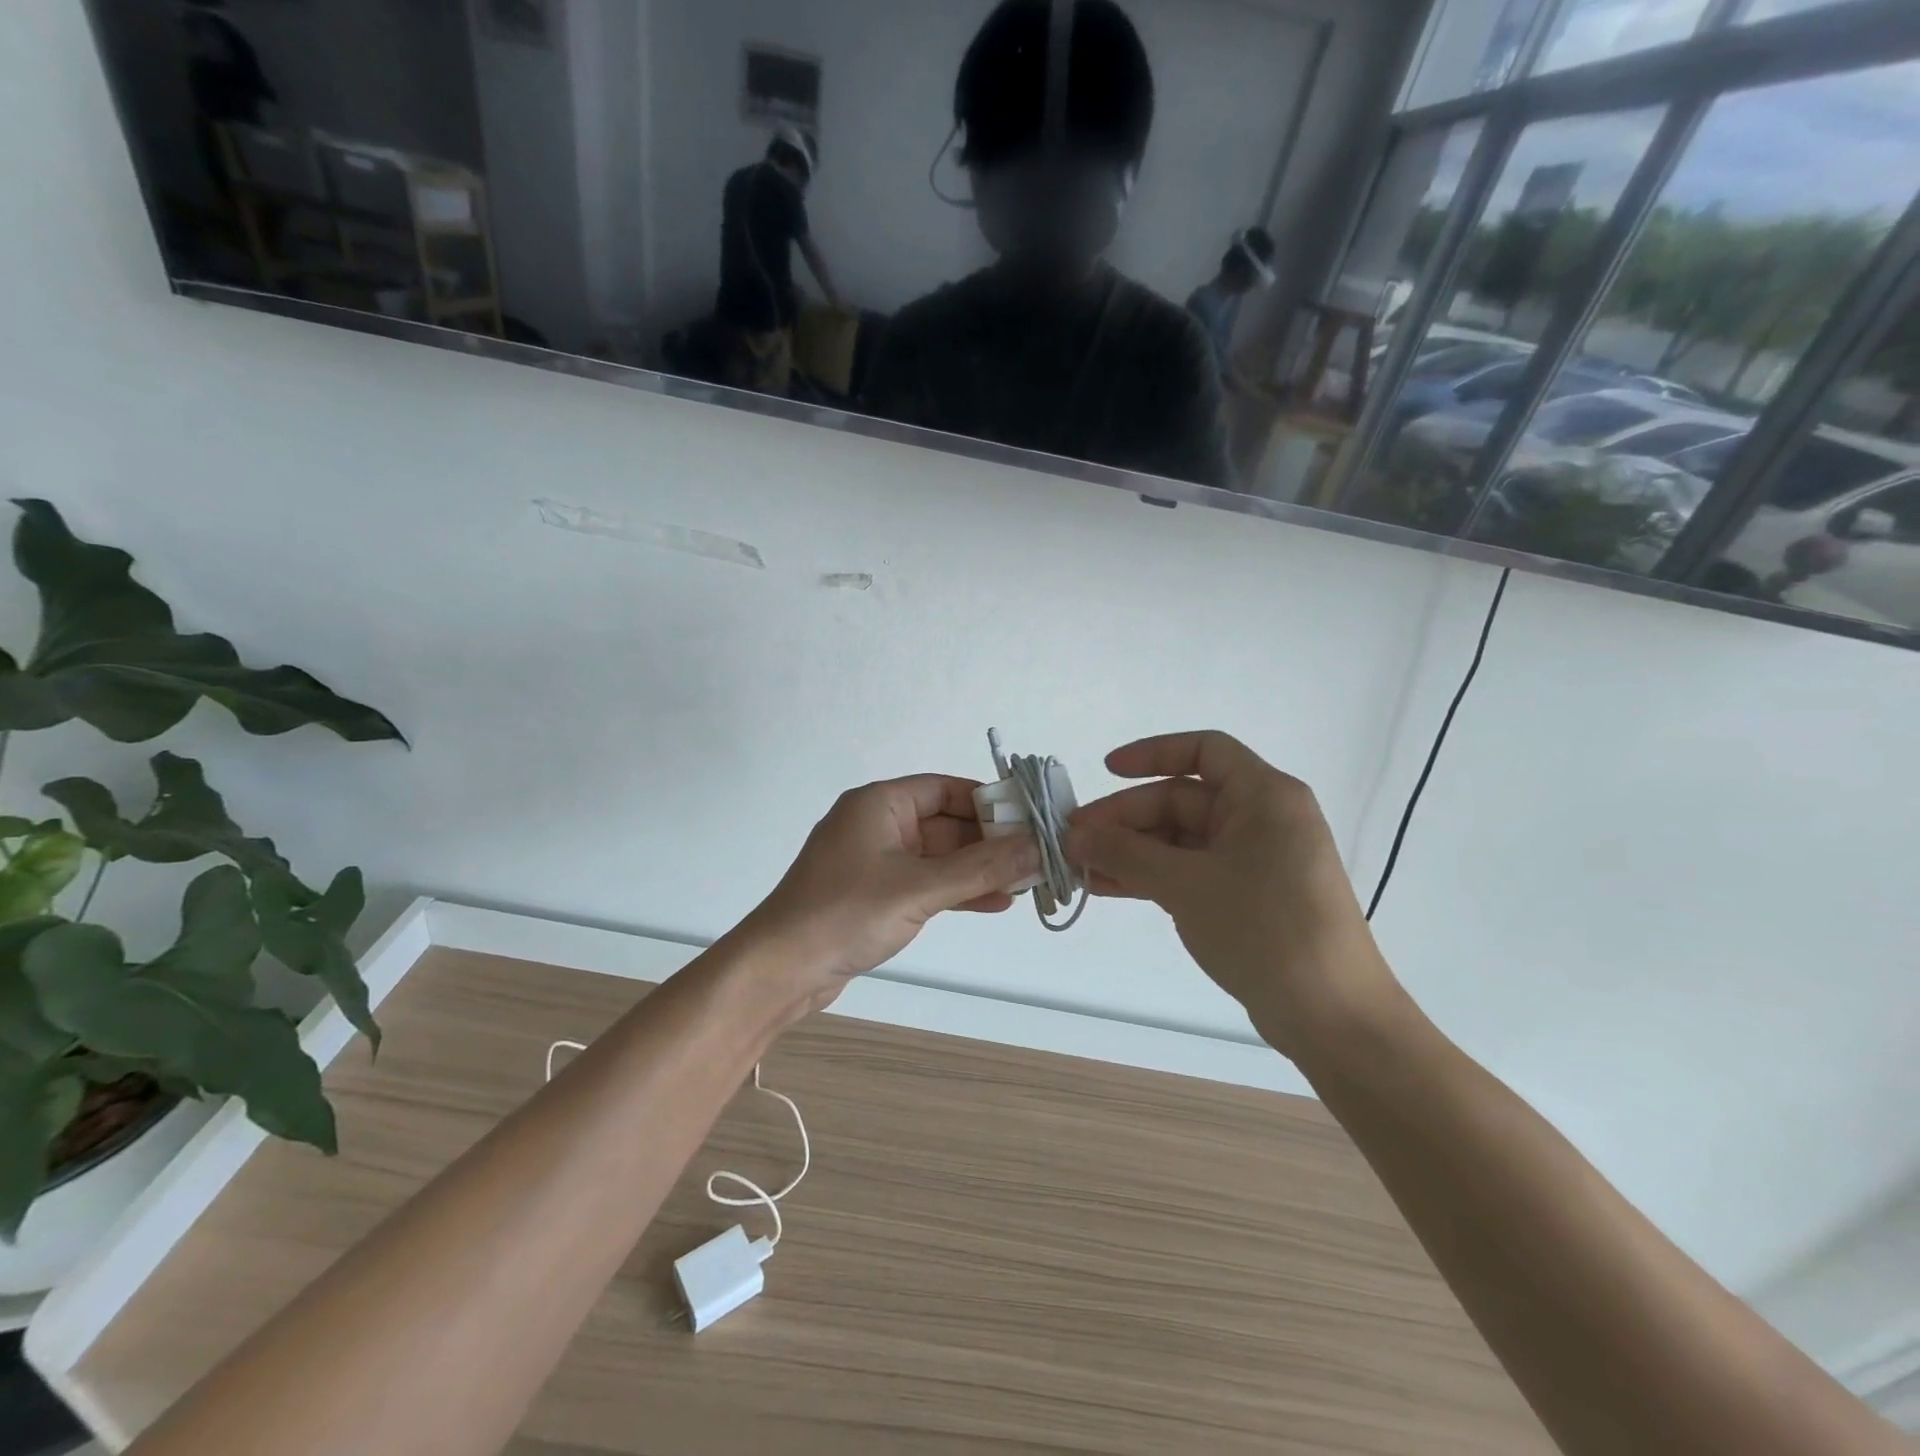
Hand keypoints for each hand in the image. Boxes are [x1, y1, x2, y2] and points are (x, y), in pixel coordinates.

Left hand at [736, 776, 1039, 1018]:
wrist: (781, 970)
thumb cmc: (846, 913)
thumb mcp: (919, 888)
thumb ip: (982, 868)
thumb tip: (1038, 847)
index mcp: (880, 804)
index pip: (946, 788)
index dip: (989, 801)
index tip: (1030, 820)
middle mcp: (879, 825)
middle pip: (947, 823)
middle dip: (991, 841)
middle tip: (1038, 858)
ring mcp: (877, 861)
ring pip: (940, 857)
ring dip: (979, 869)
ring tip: (1026, 883)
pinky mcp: (876, 894)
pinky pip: (927, 883)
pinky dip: (958, 890)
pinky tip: (995, 902)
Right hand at [1065, 732, 1398, 1057]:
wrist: (1332, 1017)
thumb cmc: (1264, 929)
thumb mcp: (1187, 885)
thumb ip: (1126, 854)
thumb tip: (1076, 837)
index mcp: (1263, 796)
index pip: (1204, 750)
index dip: (1152, 753)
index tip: (1105, 771)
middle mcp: (1261, 819)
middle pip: (1182, 800)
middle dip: (1125, 819)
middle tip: (1074, 841)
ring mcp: (1254, 860)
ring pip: (1180, 840)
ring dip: (1131, 852)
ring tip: (1080, 868)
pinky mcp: (1246, 897)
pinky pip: (1189, 871)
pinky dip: (1151, 876)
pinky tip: (1108, 888)